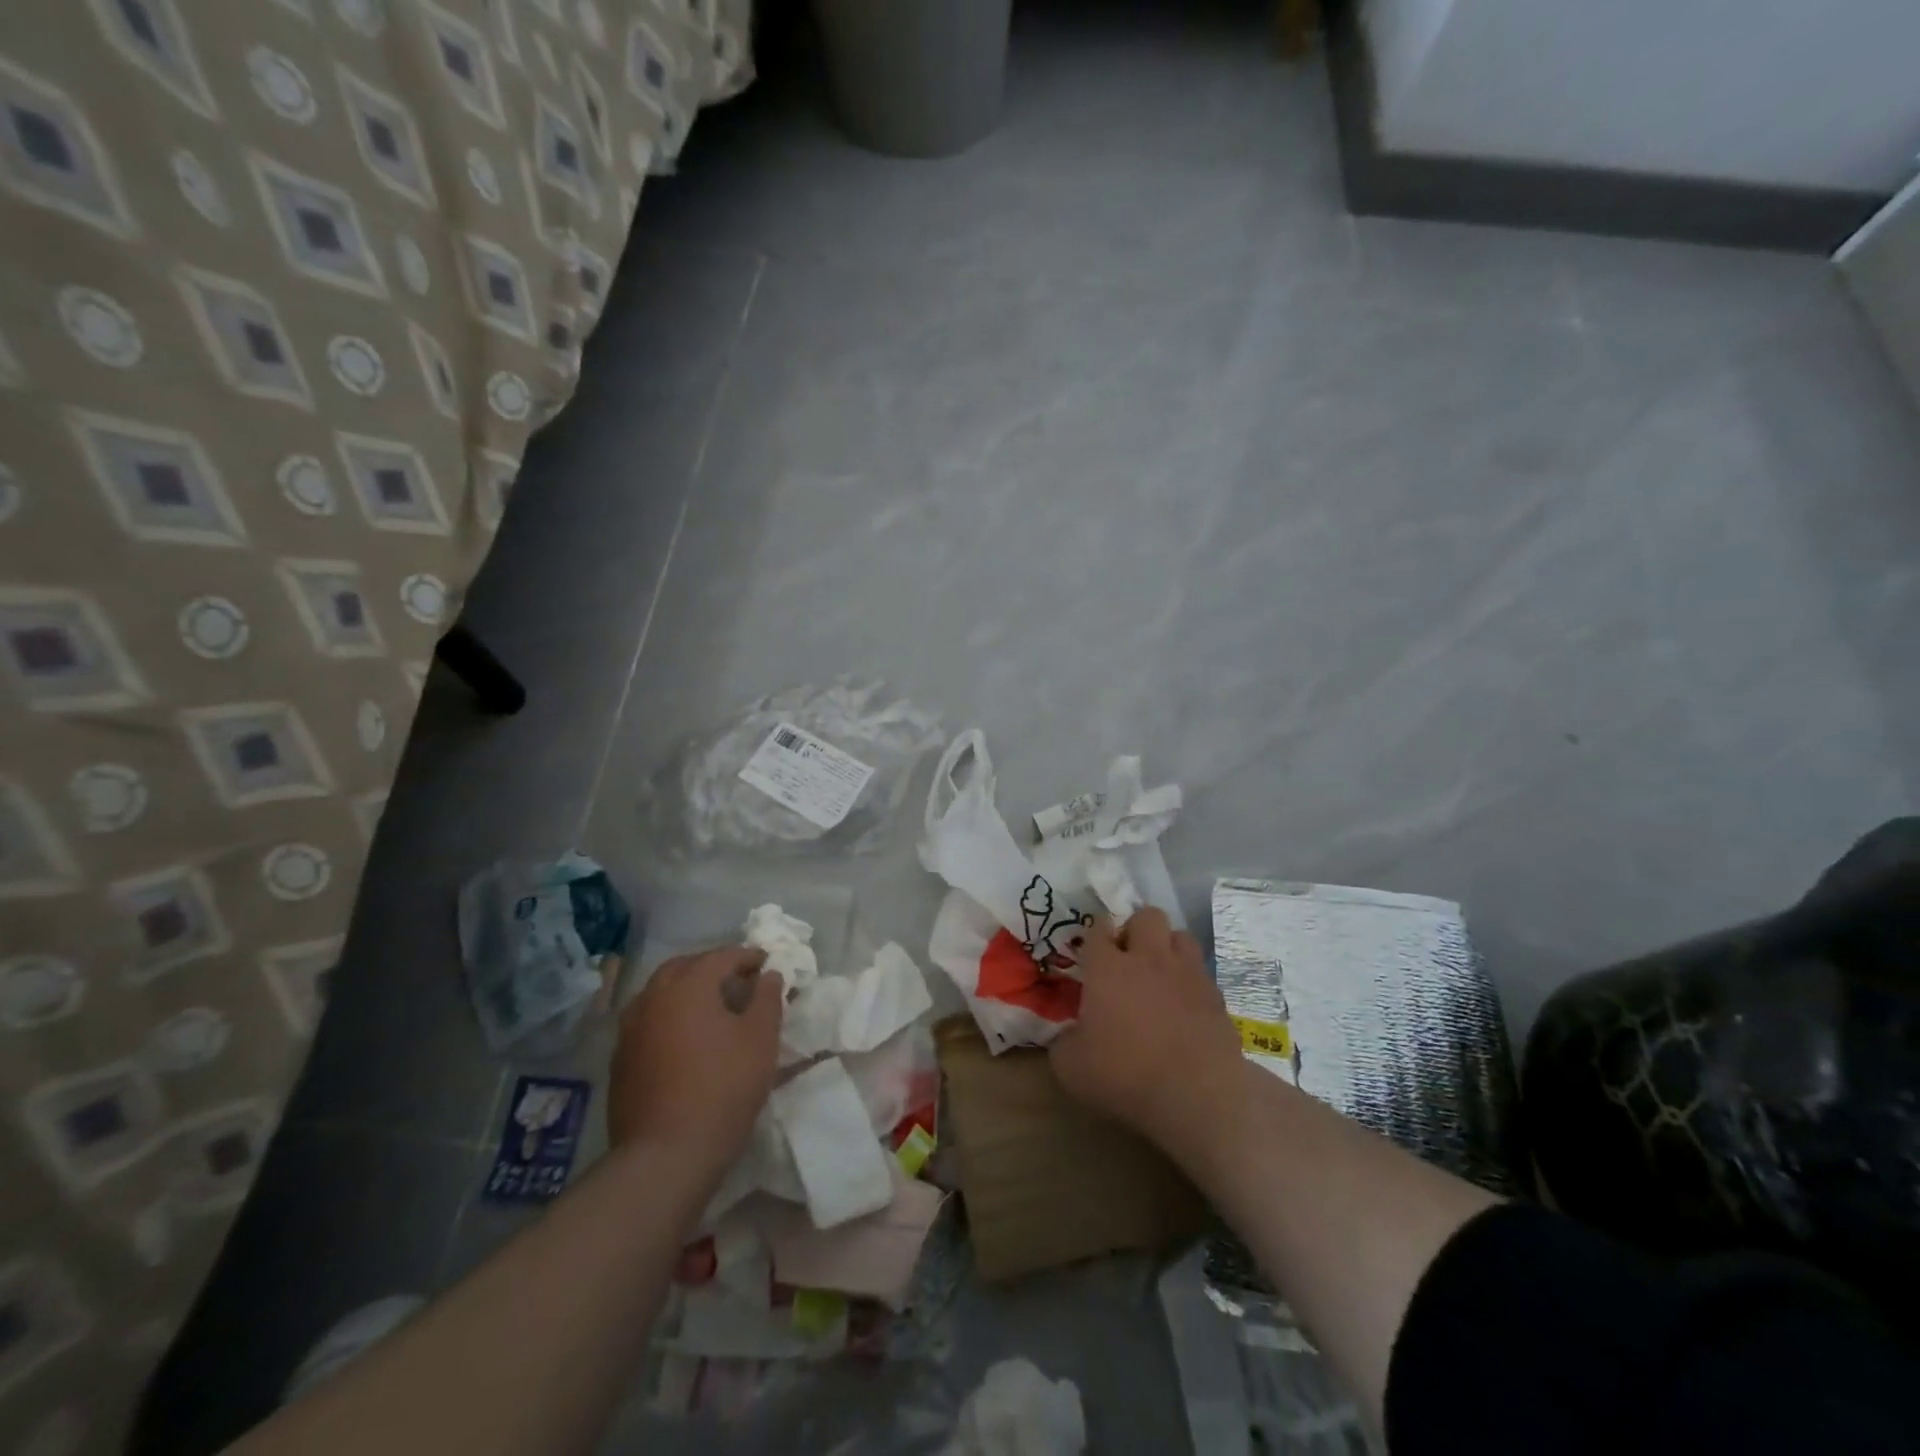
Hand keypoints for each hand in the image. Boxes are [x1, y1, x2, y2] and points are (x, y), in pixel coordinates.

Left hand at [608, 946, 782, 1176]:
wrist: (666, 1155)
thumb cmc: (723, 1088)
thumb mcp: (761, 1039)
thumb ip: (767, 999)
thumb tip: (769, 975)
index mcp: (688, 985)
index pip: (721, 956)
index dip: (747, 957)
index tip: (766, 965)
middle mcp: (653, 997)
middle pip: (684, 968)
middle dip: (712, 968)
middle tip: (738, 981)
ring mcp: (631, 1028)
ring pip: (660, 992)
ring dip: (686, 990)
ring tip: (712, 1008)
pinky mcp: (621, 1059)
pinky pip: (648, 1020)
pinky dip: (669, 1016)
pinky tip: (685, 1039)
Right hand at [1049, 908, 1245, 1152]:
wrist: (1197, 1093)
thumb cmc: (1125, 1074)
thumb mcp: (1071, 1067)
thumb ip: (1062, 1042)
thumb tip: (1066, 1035)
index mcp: (1107, 968)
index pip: (1097, 929)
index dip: (1094, 935)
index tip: (1091, 950)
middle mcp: (1148, 958)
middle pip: (1146, 916)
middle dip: (1136, 929)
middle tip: (1127, 957)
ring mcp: (1187, 973)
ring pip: (1180, 935)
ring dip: (1168, 947)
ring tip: (1160, 973)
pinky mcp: (1215, 995)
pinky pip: (1201, 971)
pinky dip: (1190, 979)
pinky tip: (1184, 1004)